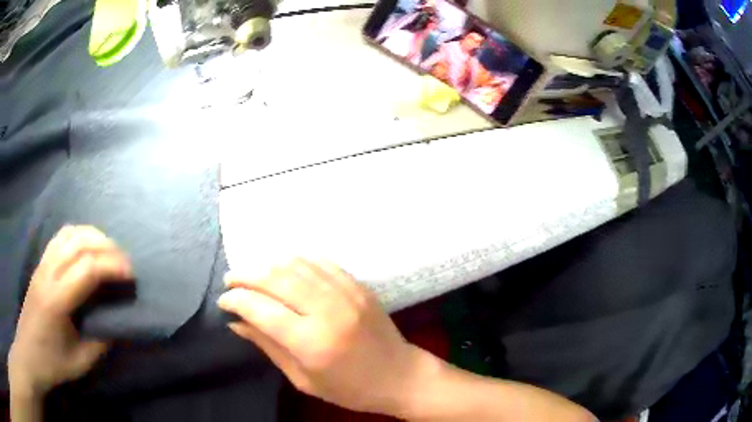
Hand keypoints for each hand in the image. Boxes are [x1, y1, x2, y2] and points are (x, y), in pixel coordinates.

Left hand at [9, 225, 132, 397]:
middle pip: (79, 242)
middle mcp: (48, 274)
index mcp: (56, 300)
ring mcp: (42, 264)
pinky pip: (61, 237)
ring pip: (70, 233)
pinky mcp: (41, 262)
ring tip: (110, 252)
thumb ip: (100, 339)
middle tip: (125, 263)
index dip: (112, 266)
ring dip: (94, 236)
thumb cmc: (53, 362)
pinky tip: (88, 248)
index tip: (131, 276)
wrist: (30, 352)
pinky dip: (79, 235)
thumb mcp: (81, 361)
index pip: (86, 268)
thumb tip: (118, 320)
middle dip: (107, 247)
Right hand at [218, 259, 424, 414]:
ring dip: (267, 264)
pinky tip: (283, 265)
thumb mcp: (303, 379)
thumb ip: (268, 346)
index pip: (261, 309)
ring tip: (252, 273)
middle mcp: (328, 311)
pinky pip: (321, 261)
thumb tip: (236, 322)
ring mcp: (346, 293)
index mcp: (312, 343)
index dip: (235, 300)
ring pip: (296, 264)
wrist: (400, 376)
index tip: (223, 301)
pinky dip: (296, 259)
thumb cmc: (350, 389)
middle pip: (275, 278)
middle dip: (246, 275)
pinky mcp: (358, 285)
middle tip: (231, 281)